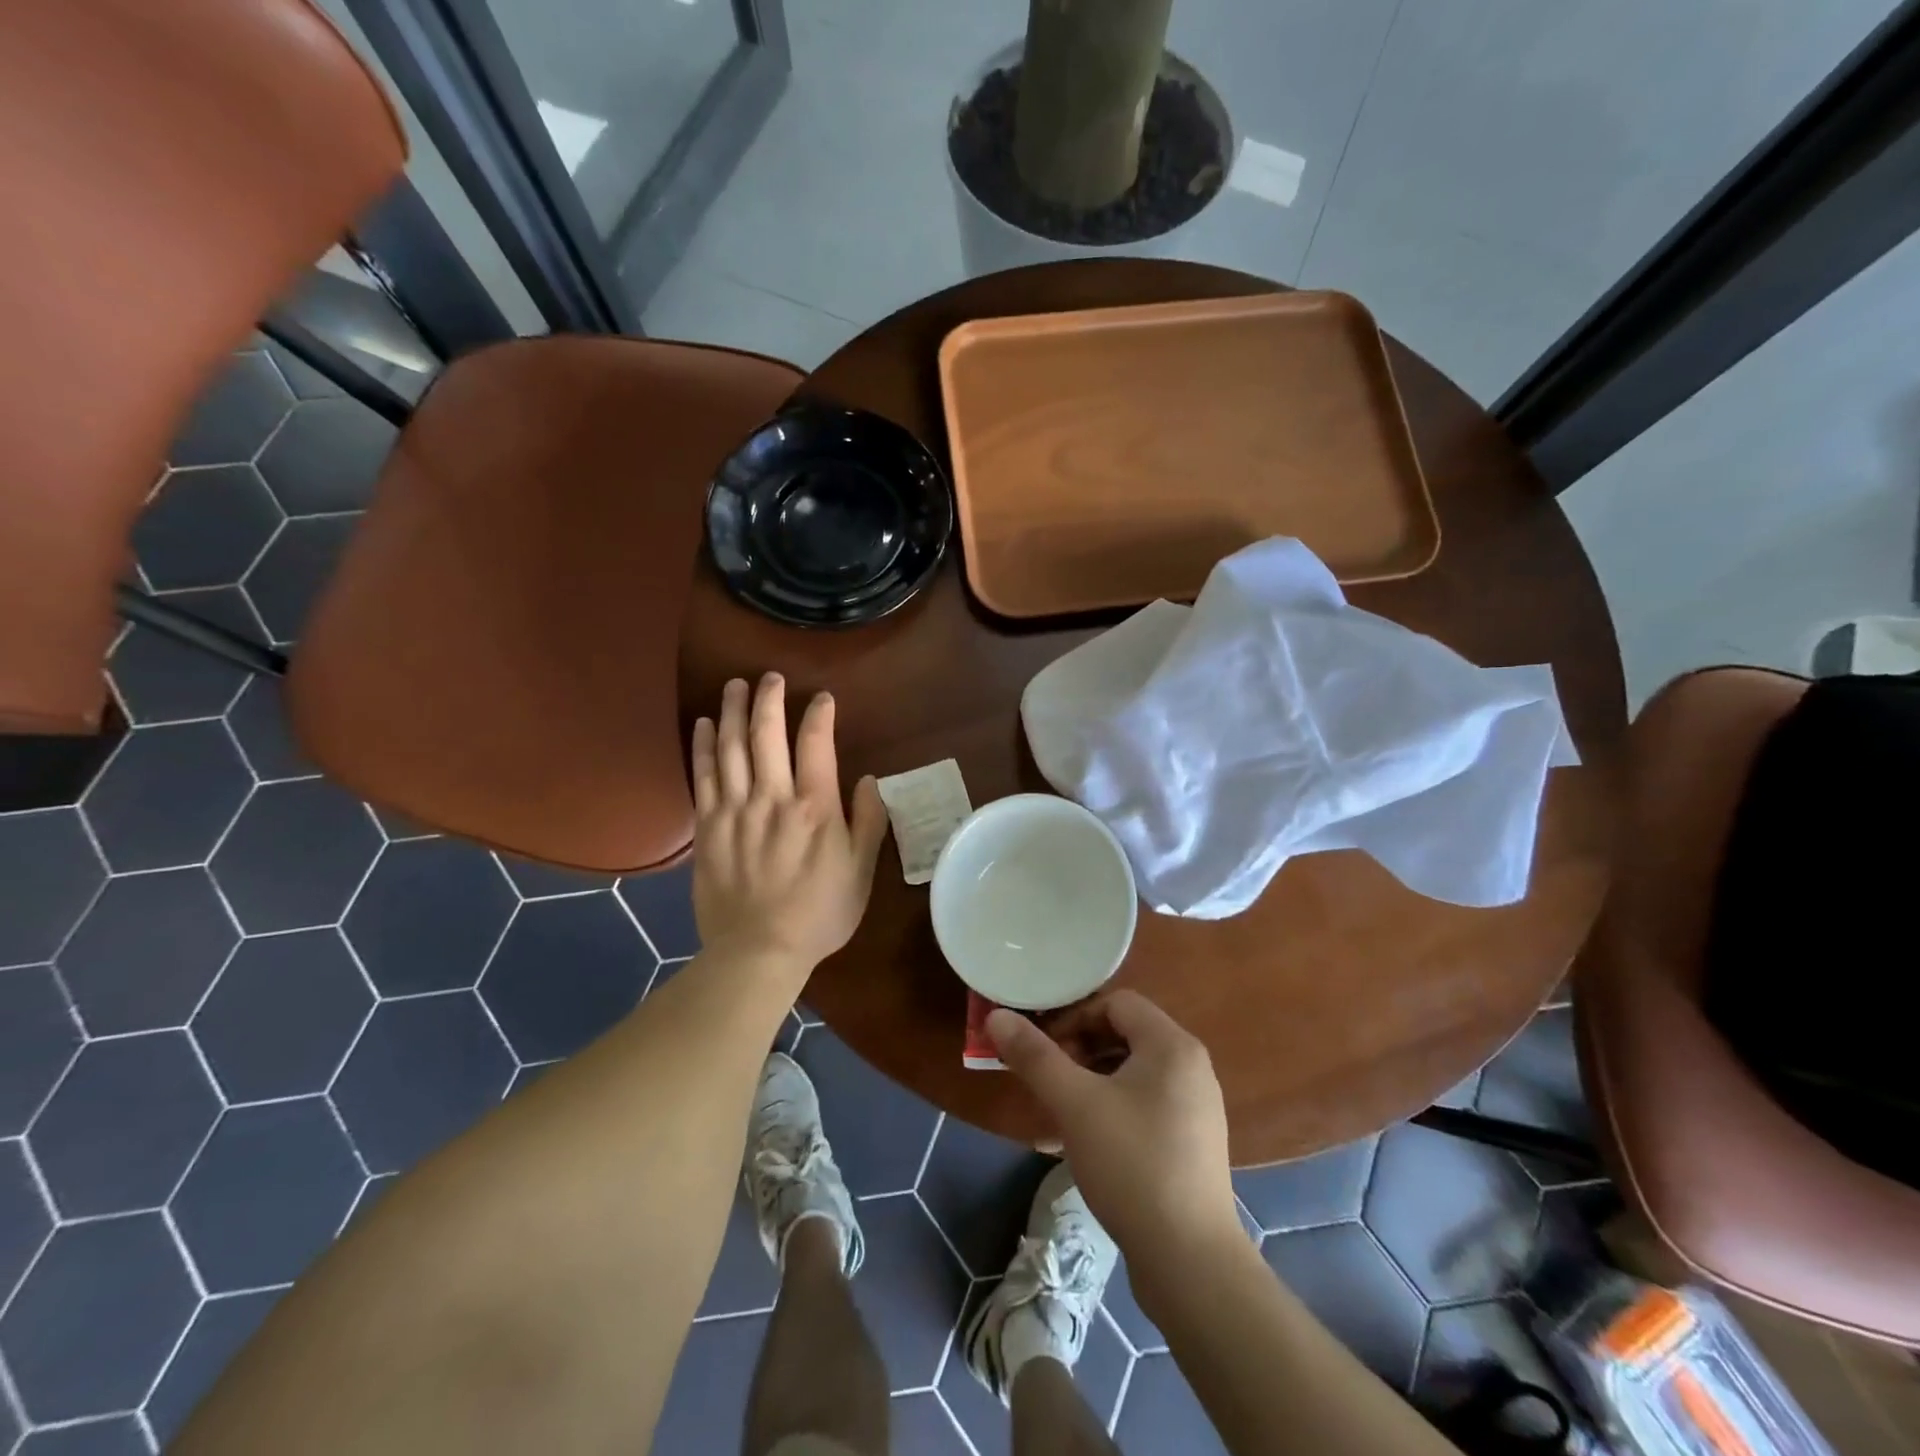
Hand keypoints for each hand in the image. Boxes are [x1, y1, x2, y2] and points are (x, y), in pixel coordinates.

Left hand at [690, 674, 888, 970]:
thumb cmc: (819, 913)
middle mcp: (773, 798)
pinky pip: (702, 776)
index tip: (822, 698)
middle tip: (770, 677)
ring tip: (734, 685)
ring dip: (732, 711)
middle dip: (769, 699)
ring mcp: (735, 810)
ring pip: (731, 747)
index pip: (816, 743)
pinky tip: (703, 725)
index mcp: (815, 807)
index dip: (819, 714)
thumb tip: (868, 780)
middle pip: (767, 734)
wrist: (758, 951)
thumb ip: (868, 822)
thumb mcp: (861, 872)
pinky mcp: (708, 827)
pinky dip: (702, 746)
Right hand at [988, 991, 1240, 1257]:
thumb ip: (1034, 1056)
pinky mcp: (1191, 1144)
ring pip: (1132, 1073)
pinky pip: (1144, 1105)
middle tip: (1046, 1078)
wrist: (1191, 1262)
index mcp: (1172, 1045)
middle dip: (1078, 1050)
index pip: (1116, 1003)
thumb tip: (996, 1016)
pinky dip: (1111, 1108)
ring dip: (1090, 1081)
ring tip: (1058, 1111)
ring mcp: (1195, 1108)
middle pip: (1124, 1035)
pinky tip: (1084, 1142)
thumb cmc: (1131, 1164)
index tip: (1043, 1049)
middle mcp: (1191, 1067)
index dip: (1073, 1017)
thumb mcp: (1074, 1104)